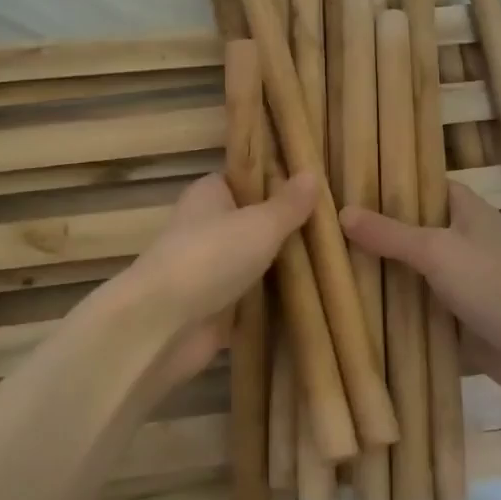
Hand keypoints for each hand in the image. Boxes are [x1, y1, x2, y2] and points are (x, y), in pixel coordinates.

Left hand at [113, 170, 317, 391]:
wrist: (164, 325)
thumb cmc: (211, 257)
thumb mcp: (260, 224)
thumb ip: (288, 204)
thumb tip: (312, 174)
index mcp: (209, 195)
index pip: (246, 178)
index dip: (278, 181)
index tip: (318, 187)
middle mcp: (206, 227)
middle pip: (254, 222)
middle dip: (288, 228)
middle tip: (335, 226)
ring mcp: (210, 270)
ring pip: (255, 261)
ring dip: (285, 266)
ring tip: (336, 260)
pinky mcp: (215, 308)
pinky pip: (253, 298)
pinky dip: (275, 300)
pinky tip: (314, 297)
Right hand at [340, 181, 500, 413]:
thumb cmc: (496, 286)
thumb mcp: (437, 251)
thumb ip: (389, 233)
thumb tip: (341, 212)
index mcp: (468, 211)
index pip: (424, 185)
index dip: (390, 184)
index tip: (346, 186)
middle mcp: (465, 240)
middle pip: (413, 229)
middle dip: (376, 232)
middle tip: (325, 229)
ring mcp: (463, 281)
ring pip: (414, 270)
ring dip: (382, 273)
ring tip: (329, 265)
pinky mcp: (459, 318)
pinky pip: (419, 306)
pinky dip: (395, 308)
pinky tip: (355, 307)